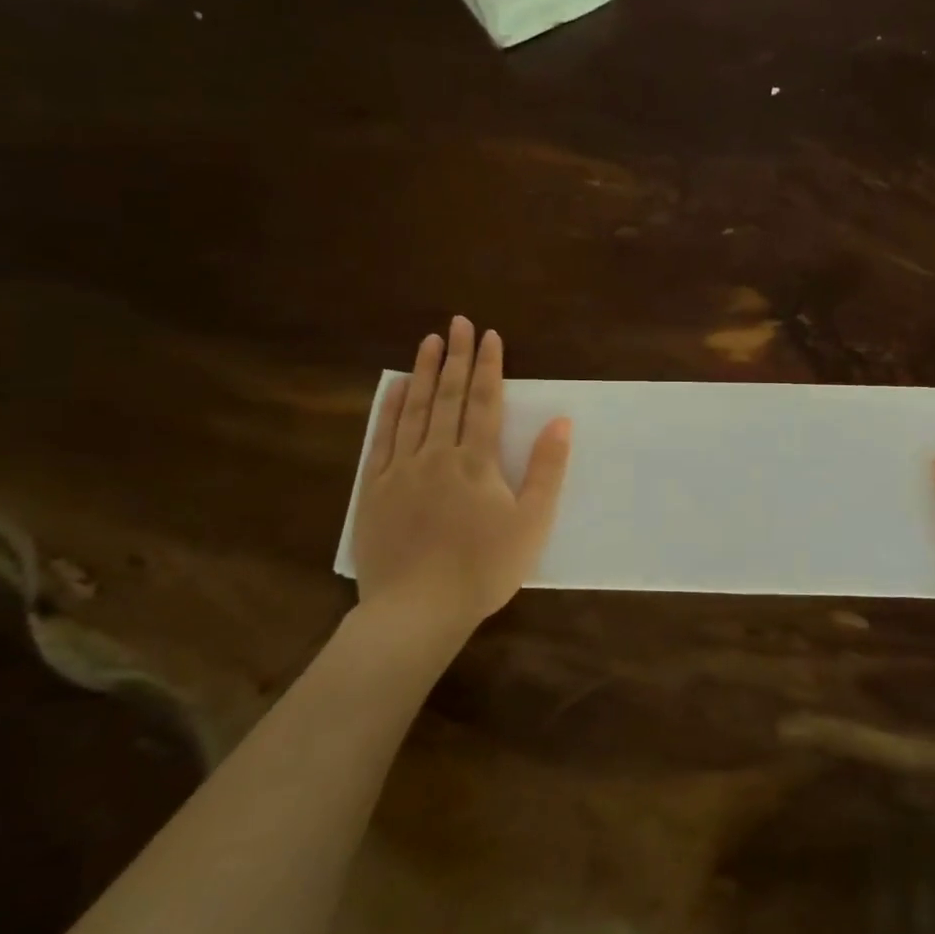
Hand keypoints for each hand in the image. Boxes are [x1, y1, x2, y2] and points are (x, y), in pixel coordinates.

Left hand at [352, 317, 571, 642]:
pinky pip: (381, 439)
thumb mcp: (531, 523)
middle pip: (450, 397)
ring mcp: (400, 470)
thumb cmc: (483, 570)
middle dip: (458, 357)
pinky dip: (389, 408)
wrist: (416, 611)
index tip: (490, 335)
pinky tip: (396, 387)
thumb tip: (562, 421)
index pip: (485, 402)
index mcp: (476, 462)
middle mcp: (436, 455)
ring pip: (414, 410)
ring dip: (425, 372)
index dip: (489, 366)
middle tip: (459, 322)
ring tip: (430, 341)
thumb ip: (546, 470)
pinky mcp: (373, 490)